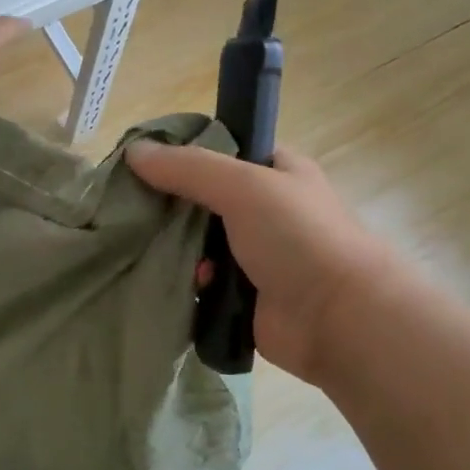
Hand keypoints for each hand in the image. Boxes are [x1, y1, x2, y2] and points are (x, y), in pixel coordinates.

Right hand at [126, 141, 402, 382]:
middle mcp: (267, 211)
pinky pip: (203, 283)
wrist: (335, 317)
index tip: (143, 164)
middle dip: (172, 207)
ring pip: (199, 245)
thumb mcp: (243, 186)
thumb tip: (133, 152)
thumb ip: (188, 168)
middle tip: (134, 210)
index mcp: (277, 173)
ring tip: (155, 251)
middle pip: (204, 201)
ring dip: (179, 250)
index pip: (222, 153)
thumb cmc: (297, 237)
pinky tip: (186, 284)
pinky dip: (191, 283)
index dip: (185, 155)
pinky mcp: (243, 295)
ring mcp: (256, 256)